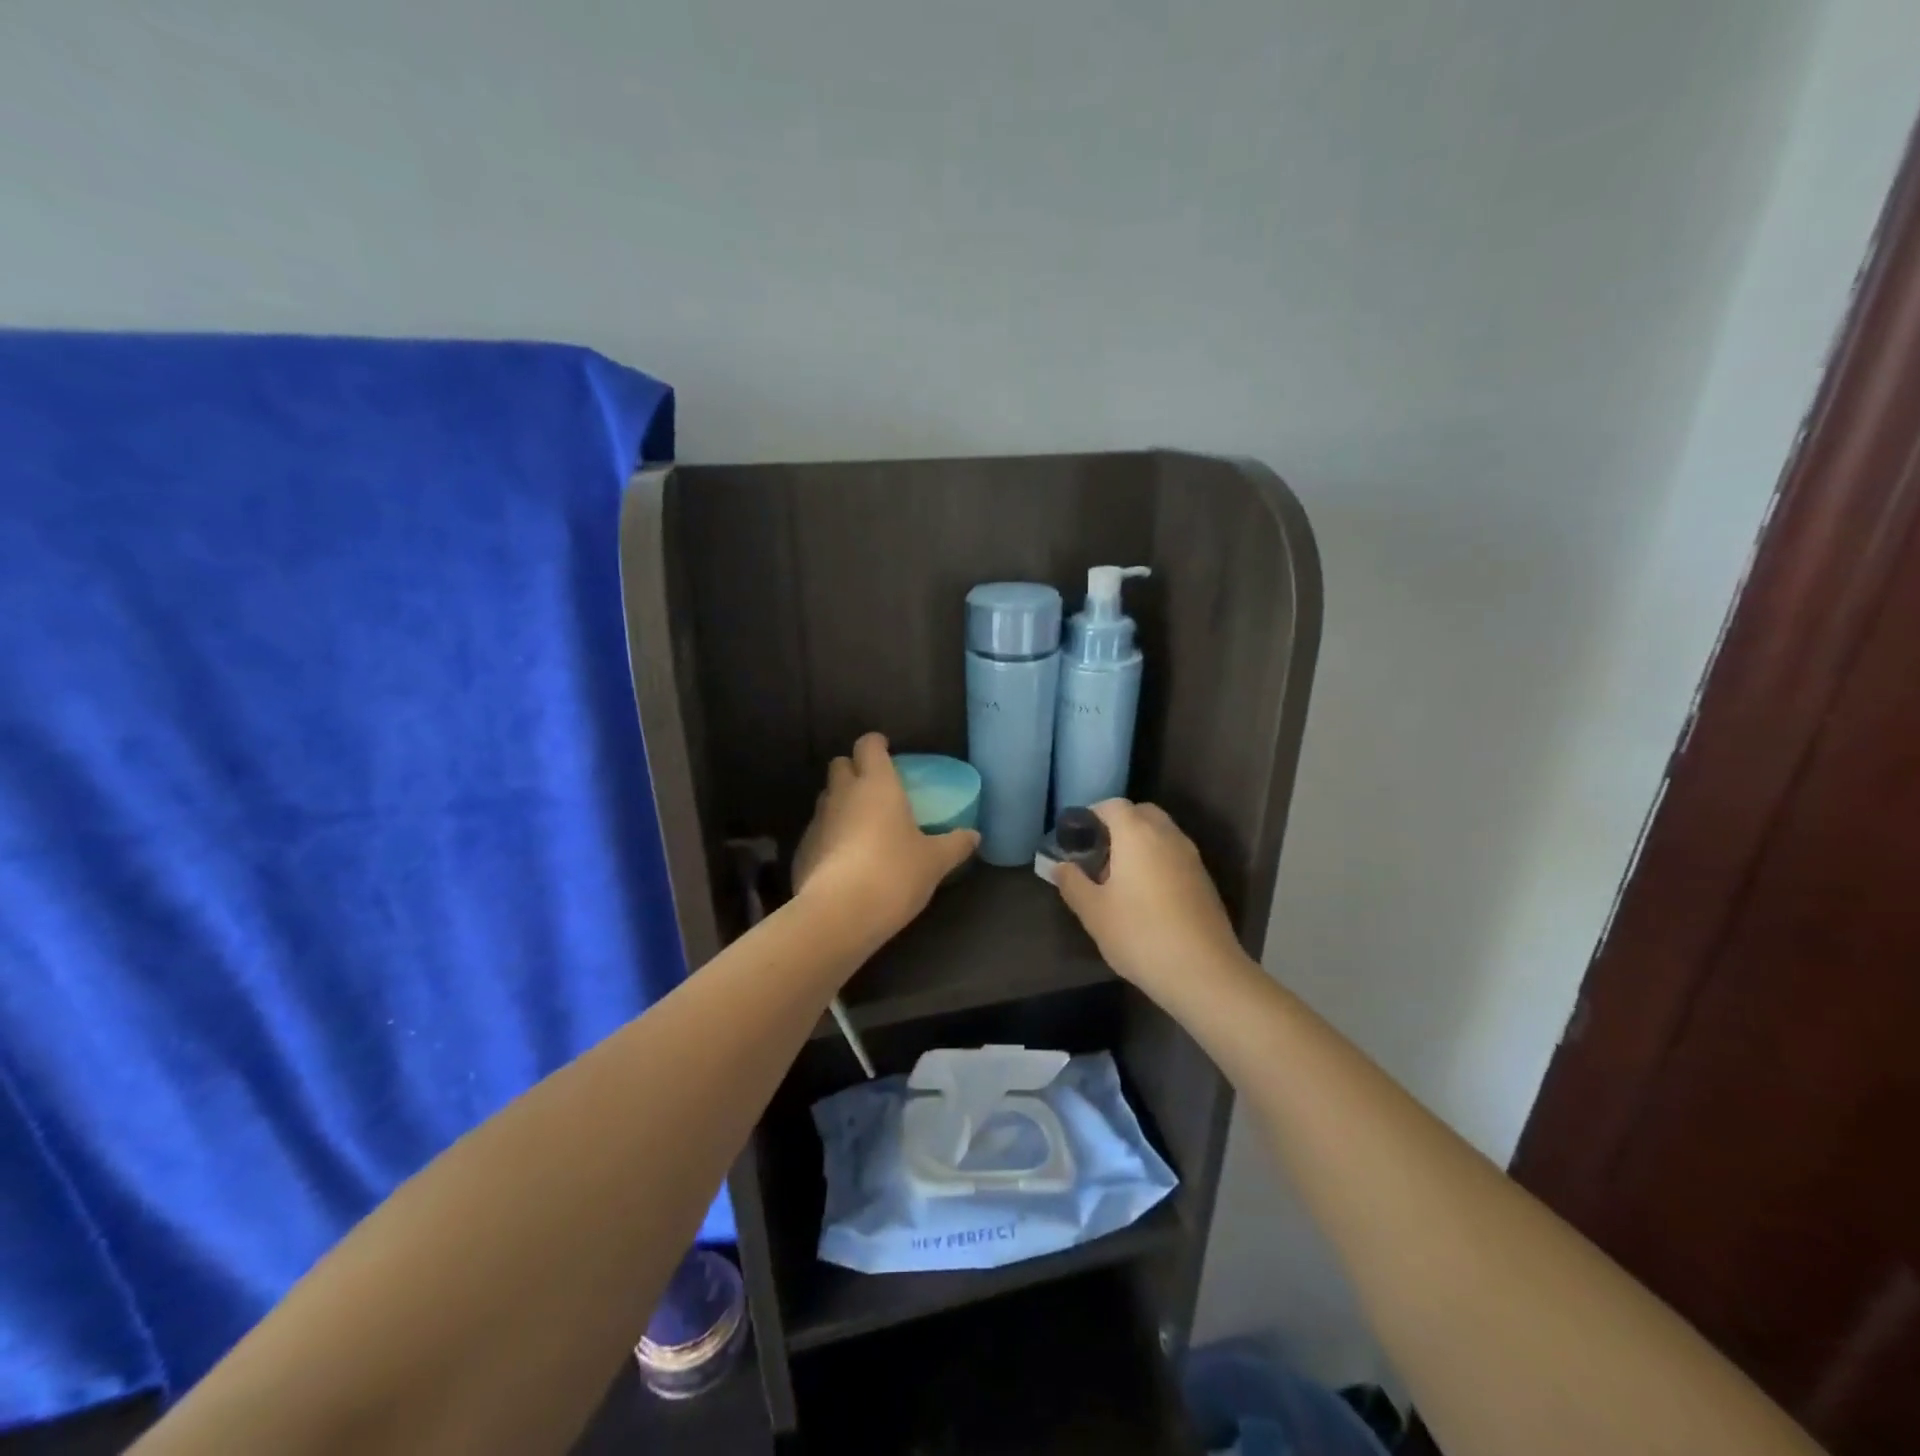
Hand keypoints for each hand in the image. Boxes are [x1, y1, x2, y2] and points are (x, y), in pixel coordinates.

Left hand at [793, 733, 979, 944]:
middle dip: (853, 769)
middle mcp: (843, 794)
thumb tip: (974, 835)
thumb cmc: (894, 874)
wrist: (839, 914)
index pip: (868, 745)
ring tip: (860, 824)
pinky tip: (843, 859)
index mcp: (877, 785)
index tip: (887, 750)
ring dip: (840, 803)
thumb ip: (955, 844)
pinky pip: (817, 832)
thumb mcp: (935, 861)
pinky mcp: (802, 850)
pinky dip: (829, 836)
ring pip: (826, 798)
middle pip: (839, 765)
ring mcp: (817, 821)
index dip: (876, 744)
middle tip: (873, 787)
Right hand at [1053, 800, 1250, 999]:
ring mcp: (1191, 856)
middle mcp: (1167, 835)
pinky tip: (1144, 896)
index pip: (1113, 805)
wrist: (1204, 972)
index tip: (1076, 838)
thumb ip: (1072, 882)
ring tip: (1118, 878)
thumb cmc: (1140, 935)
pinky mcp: (1203, 879)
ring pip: (1160, 834)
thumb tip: (1060, 866)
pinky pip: (1173, 854)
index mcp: (1137, 833)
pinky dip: (1156, 860)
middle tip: (1097, 855)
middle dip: (1117, 826)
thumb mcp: (1094, 912)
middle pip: (1141, 813)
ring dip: (1139, 843)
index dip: (1092, 815)